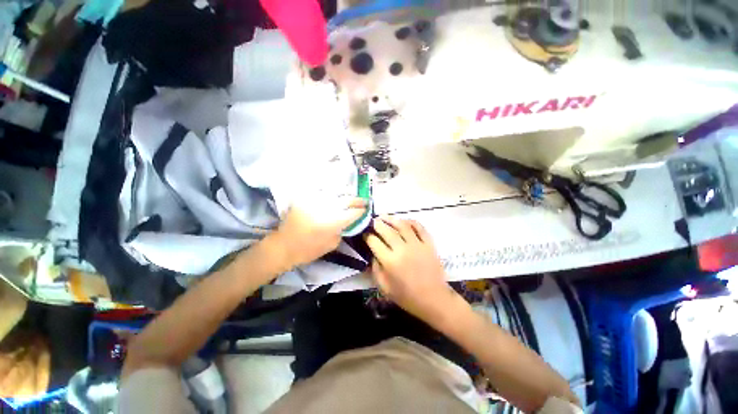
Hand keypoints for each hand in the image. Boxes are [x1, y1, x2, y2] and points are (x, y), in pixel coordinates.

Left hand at [268, 198, 365, 269]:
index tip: (366, 208)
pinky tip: (334, 198)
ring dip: (344, 196)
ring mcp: (315, 202)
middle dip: (357, 200)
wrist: (284, 246)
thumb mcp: (332, 245)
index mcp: (333, 223)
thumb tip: (348, 222)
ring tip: (350, 199)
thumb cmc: (309, 250)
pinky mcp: (305, 199)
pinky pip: (322, 194)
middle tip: (363, 200)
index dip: (361, 210)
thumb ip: (342, 231)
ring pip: (335, 194)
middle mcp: (325, 209)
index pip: (353, 212)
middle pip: (346, 200)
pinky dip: (330, 196)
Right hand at [365, 216, 455, 321]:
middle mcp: (403, 249)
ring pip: (402, 225)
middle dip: (377, 224)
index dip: (367, 236)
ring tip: (385, 217)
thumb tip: (373, 253)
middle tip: (372, 221)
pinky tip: (404, 221)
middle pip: (387, 230)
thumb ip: (375, 269)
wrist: (433, 299)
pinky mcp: (429, 244)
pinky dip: (411, 222)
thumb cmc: (407, 296)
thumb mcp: (384, 287)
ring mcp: (417, 245)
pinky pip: (420, 228)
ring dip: (392, 219)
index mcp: (390, 261)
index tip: (364, 233)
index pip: (374, 242)